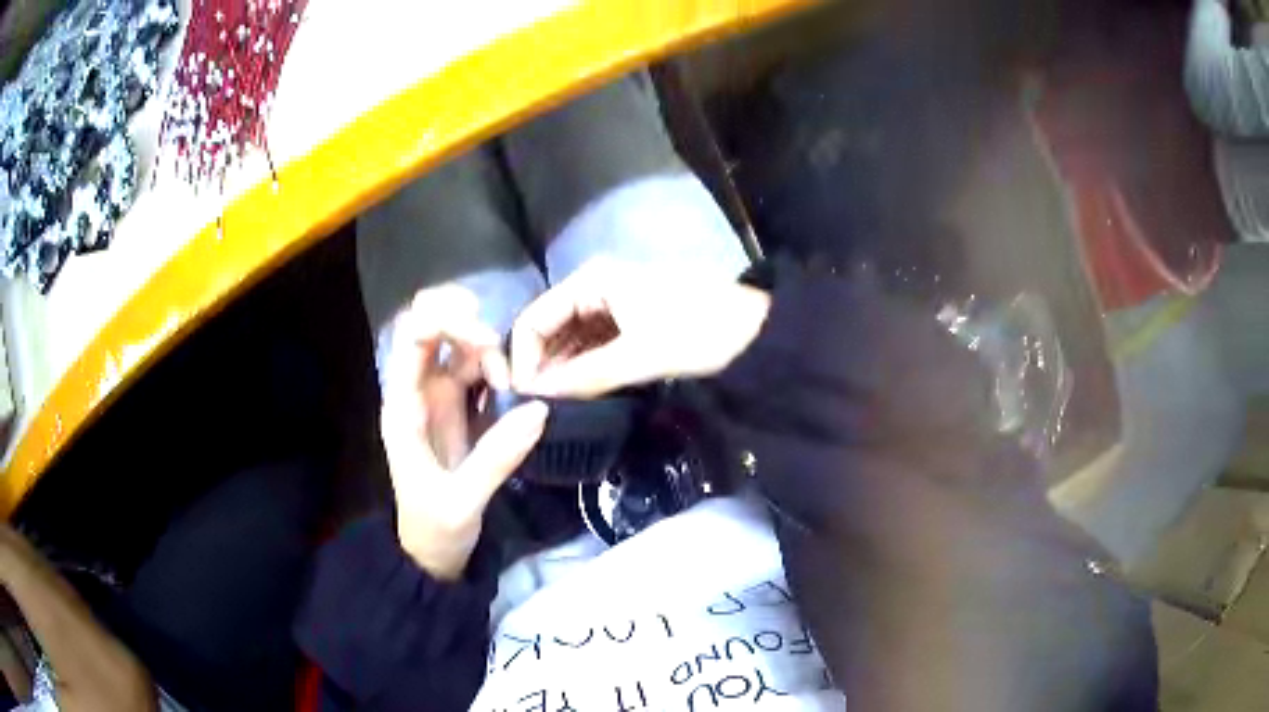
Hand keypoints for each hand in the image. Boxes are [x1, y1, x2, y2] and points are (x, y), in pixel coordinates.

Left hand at [381, 286, 547, 579]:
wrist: (432, 552)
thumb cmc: (436, 528)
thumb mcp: (464, 501)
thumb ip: (497, 457)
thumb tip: (539, 409)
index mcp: (405, 406)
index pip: (412, 339)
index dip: (445, 322)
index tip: (488, 339)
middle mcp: (418, 391)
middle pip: (431, 327)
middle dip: (464, 321)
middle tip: (499, 347)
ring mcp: (439, 397)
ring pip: (458, 344)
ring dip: (487, 349)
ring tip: (510, 384)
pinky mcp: (459, 408)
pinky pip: (475, 369)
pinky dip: (495, 366)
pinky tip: (511, 386)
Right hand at [510, 258, 770, 397]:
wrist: (754, 330)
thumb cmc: (697, 331)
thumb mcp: (638, 356)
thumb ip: (585, 377)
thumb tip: (538, 399)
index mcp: (590, 281)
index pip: (533, 319)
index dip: (522, 360)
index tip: (523, 401)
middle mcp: (593, 286)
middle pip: (548, 328)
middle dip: (540, 368)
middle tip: (536, 411)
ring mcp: (610, 303)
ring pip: (568, 340)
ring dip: (560, 372)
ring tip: (553, 409)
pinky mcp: (626, 321)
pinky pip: (590, 345)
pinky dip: (582, 369)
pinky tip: (577, 395)